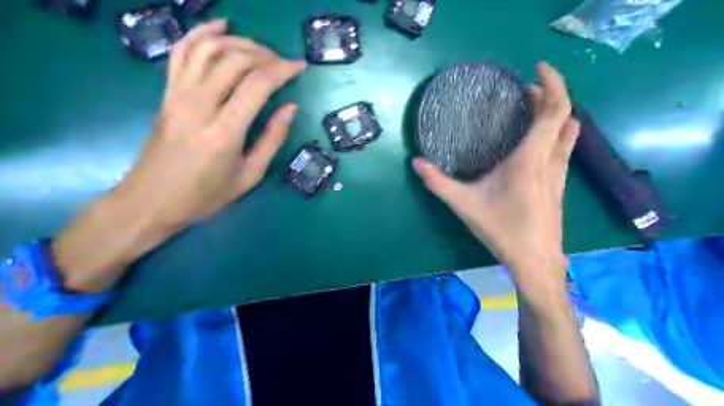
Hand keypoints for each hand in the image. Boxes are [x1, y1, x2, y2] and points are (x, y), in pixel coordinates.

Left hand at [52, 21, 304, 289]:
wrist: (151, 201)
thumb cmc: (205, 196)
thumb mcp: (249, 176)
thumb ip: (272, 139)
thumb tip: (290, 107)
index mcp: (224, 132)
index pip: (257, 84)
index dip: (282, 70)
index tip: (299, 67)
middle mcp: (199, 106)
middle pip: (234, 60)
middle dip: (265, 55)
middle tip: (283, 63)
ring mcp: (178, 95)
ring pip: (208, 49)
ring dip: (238, 42)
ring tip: (259, 49)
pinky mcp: (166, 93)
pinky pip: (182, 52)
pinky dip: (201, 33)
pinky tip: (220, 27)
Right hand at [416, 61, 580, 293]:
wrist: (535, 260)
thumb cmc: (502, 230)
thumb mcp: (464, 205)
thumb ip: (438, 183)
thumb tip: (416, 163)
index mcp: (530, 159)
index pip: (554, 111)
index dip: (553, 84)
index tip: (537, 69)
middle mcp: (551, 160)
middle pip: (565, 116)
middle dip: (550, 95)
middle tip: (525, 91)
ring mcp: (559, 173)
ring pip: (568, 132)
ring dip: (554, 114)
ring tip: (531, 109)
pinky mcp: (559, 184)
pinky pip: (564, 147)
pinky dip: (554, 132)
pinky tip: (533, 142)